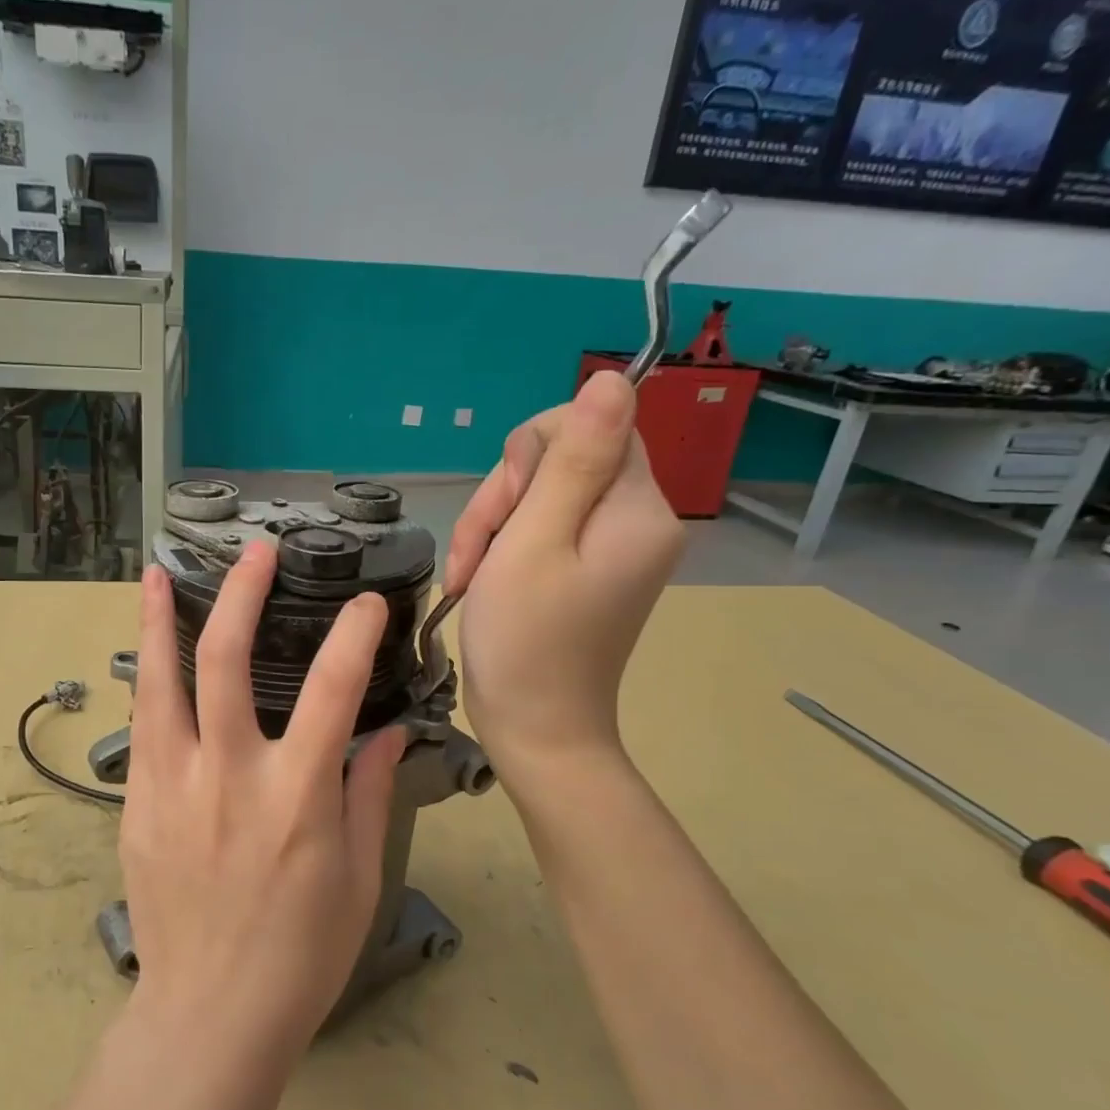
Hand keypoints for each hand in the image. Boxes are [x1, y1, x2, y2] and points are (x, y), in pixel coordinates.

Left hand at [119, 544, 407, 1067]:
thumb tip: (385, 734)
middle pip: (226, 663)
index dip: (352, 635)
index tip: (365, 602)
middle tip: (255, 555)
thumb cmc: (300, 955)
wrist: (208, 1017)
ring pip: (160, 684)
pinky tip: (149, 659)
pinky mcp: (137, 807)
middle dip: (241, 596)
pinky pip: (143, 729)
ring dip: (160, 623)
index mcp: (295, 798)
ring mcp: (172, 788)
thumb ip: (367, 795)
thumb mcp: (359, 879)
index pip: (332, 690)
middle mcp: (228, 777)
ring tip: (158, 577)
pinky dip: (148, 683)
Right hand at [447, 371, 684, 773]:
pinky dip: (505, 549)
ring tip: (472, 577)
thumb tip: (613, 377)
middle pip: (563, 460)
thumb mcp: (535, 542)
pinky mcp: (590, 570)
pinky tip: (481, 582)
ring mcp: (613, 549)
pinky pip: (544, 529)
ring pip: (543, 495)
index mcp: (636, 509)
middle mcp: (637, 521)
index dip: (531, 455)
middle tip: (478, 553)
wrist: (536, 732)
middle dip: (505, 498)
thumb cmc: (526, 642)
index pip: (591, 426)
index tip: (504, 510)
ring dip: (494, 527)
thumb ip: (572, 460)